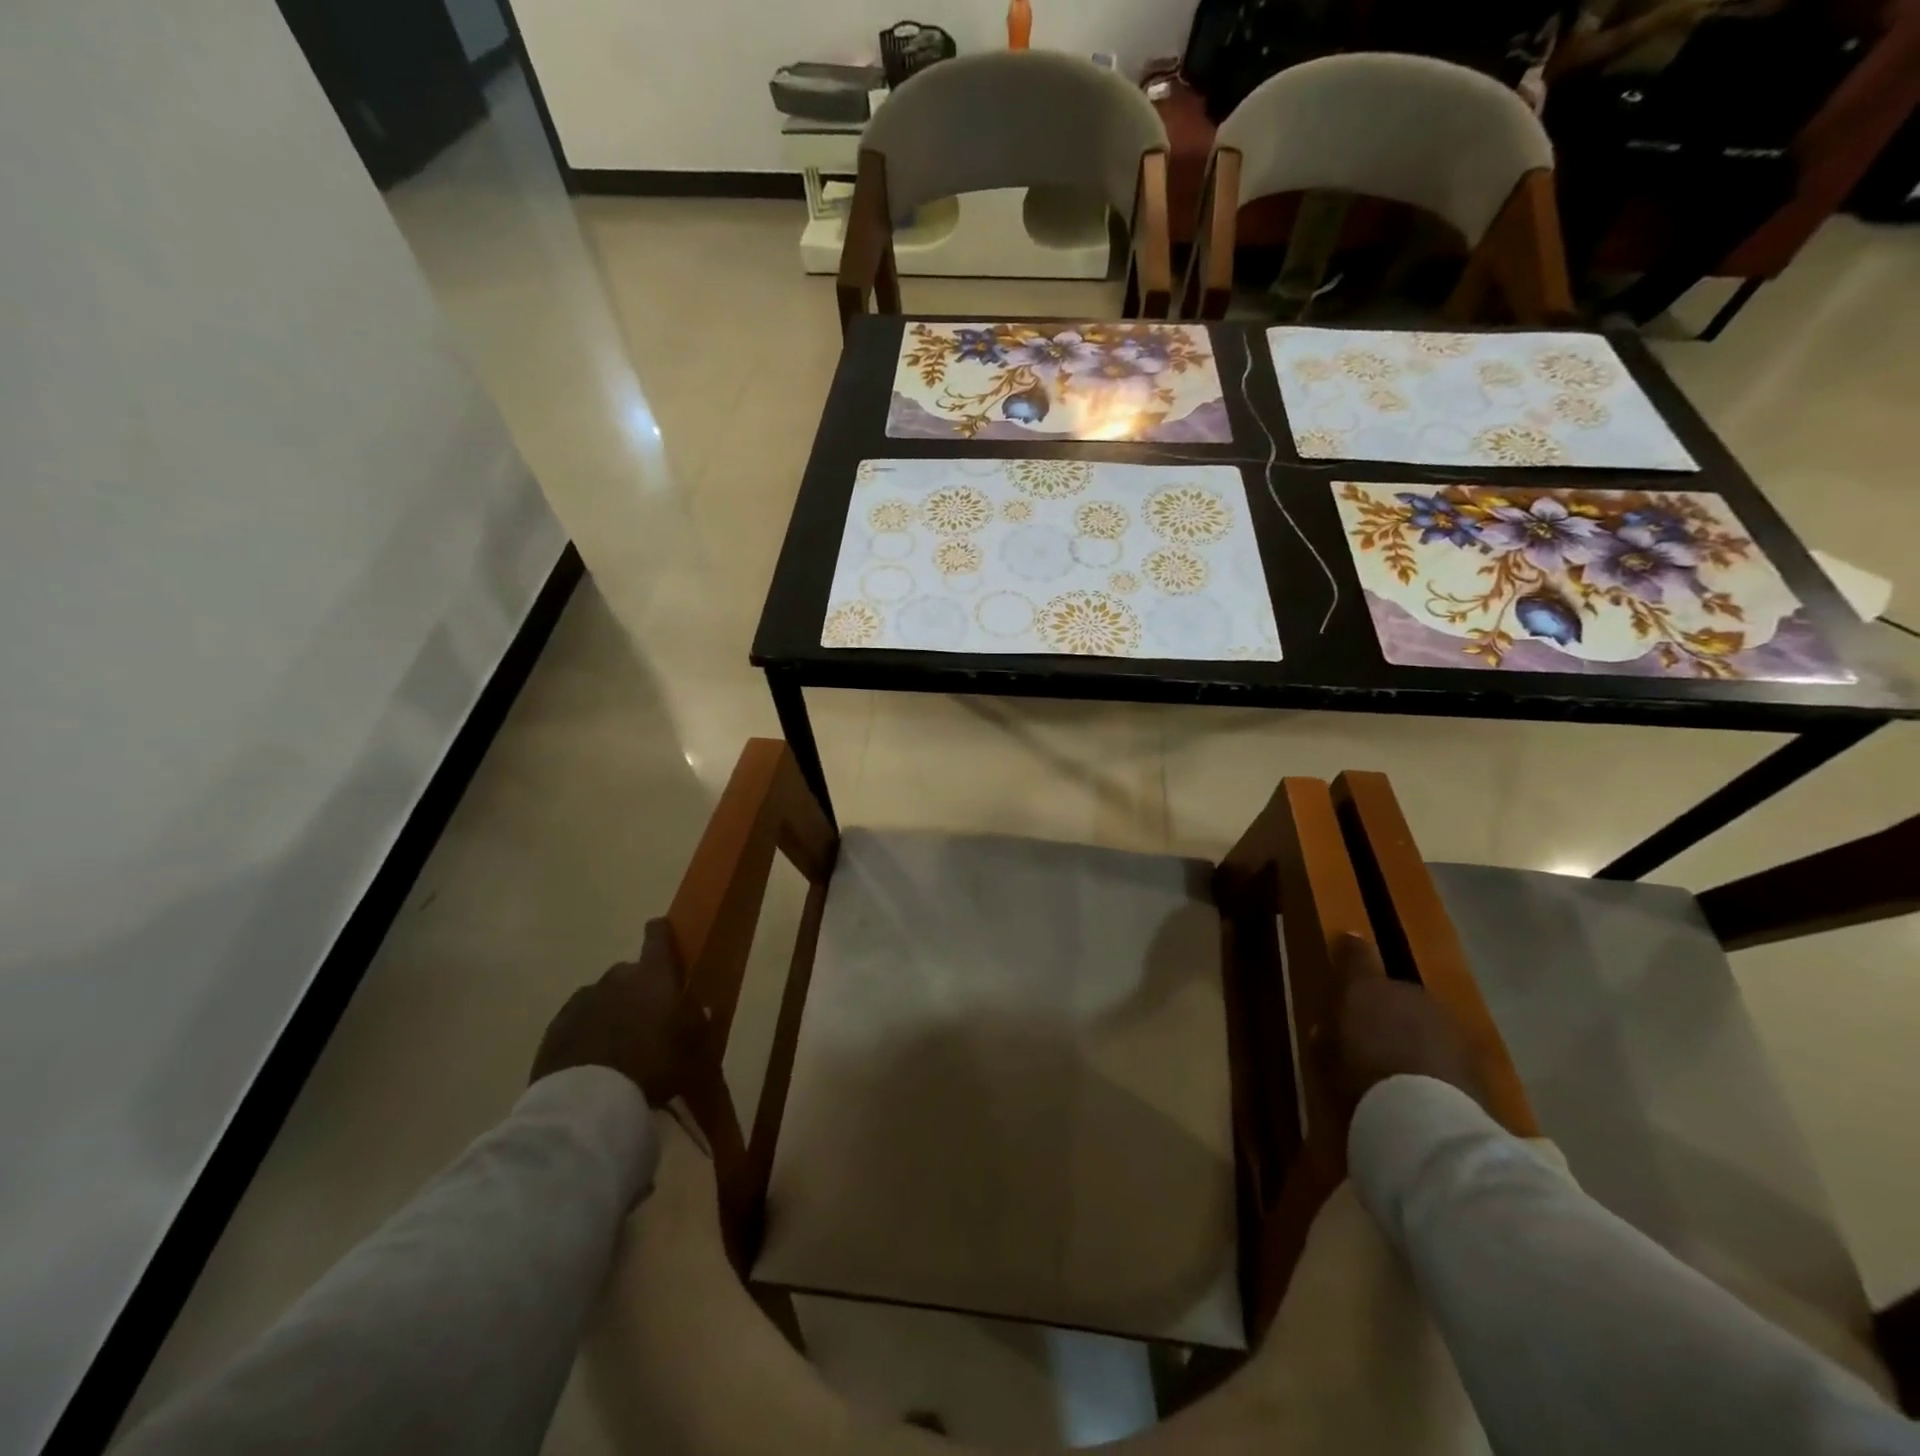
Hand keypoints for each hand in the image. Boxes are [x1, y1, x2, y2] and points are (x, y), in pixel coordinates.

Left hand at [530, 919, 706, 1105]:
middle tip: (647, 1015)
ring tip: (618, 1041)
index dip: (661, 933)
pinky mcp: (556, 1028)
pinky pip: (578, 1021)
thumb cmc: (653, 1065)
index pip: (658, 937)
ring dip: (611, 1010)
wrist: (588, 1101)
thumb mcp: (693, 1048)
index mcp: (653, 975)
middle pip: (629, 971)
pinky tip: (594, 1057)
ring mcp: (582, 1001)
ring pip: (602, 996)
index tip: (663, 933)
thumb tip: (697, 1008)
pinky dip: (587, 1031)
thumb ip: (697, 1022)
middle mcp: (616, 978)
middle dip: (638, 987)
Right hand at [1324, 934, 1483, 1114]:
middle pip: (1393, 990)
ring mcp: (1444, 1020)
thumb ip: (1326, 1038)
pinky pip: (1443, 1045)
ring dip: (1412, 1030)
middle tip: (1372, 1031)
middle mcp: (1406, 992)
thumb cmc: (1361, 1080)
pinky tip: (1426, 1080)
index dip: (1351, 948)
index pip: (1356, 954)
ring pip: (1422, 1017)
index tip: (1348, 941)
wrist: (1426, 1119)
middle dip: (1384, 1006)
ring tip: (1400, 1059)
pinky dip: (1434, 1055)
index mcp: (1365, 987)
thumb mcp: (1326, 1060)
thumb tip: (1327, 1030)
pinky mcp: (1472, 1053)